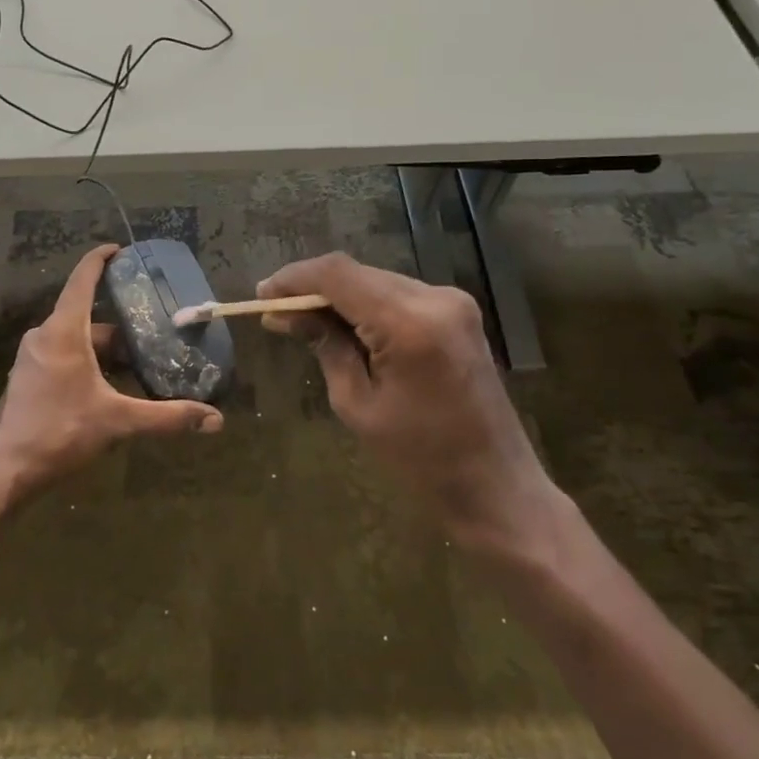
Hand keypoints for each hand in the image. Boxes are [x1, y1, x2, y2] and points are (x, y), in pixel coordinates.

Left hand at [0, 245, 223, 499]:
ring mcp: (32, 357)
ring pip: (75, 338)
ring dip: (104, 347)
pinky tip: (108, 385)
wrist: (6, 469)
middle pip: (85, 315)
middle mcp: (44, 335)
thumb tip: (215, 420)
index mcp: (63, 331)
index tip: (120, 250)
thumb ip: (166, 417)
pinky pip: (62, 354)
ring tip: (138, 361)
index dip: (100, 259)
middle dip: (119, 322)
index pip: (82, 280)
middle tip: (151, 327)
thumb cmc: (61, 432)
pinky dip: (87, 360)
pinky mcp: (27, 377)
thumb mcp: (118, 422)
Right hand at [258, 253, 564, 559]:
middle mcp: (435, 298)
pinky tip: (345, 327)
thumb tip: (284, 314)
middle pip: (357, 273)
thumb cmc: (421, 459)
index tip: (262, 295)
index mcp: (409, 323)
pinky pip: (398, 295)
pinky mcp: (459, 312)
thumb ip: (325, 346)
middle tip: (276, 313)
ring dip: (339, 296)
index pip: (338, 274)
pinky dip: (366, 304)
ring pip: (376, 281)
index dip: (294, 278)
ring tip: (304, 322)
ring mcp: (452, 302)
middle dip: (313, 288)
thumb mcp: (357, 405)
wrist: (496, 485)